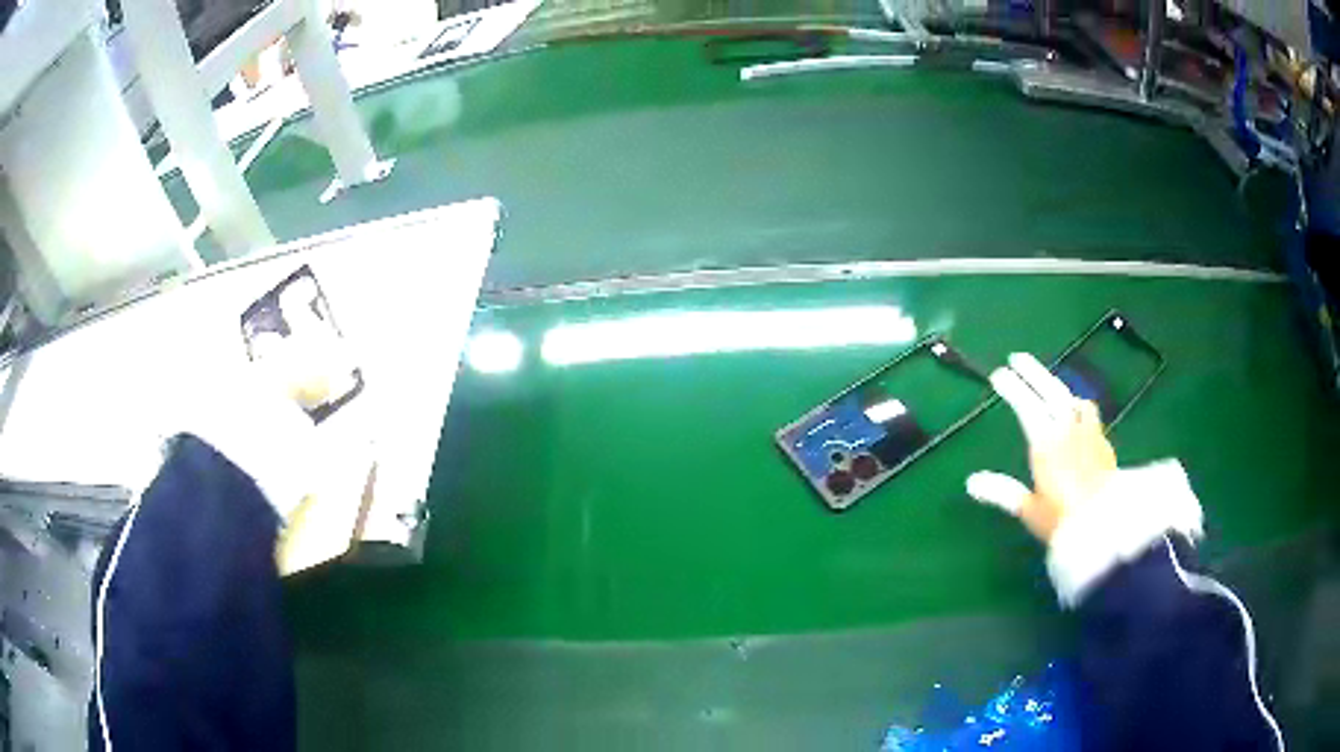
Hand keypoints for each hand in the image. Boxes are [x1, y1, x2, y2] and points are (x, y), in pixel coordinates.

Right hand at [966, 353, 1116, 542]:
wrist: (1105, 524)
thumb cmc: (1062, 519)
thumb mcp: (1029, 509)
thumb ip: (1003, 492)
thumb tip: (971, 482)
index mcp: (1046, 442)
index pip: (1026, 405)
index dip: (1012, 387)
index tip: (999, 374)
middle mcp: (1068, 429)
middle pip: (1051, 391)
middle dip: (1033, 372)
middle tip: (1017, 357)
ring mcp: (1089, 433)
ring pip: (1073, 399)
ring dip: (1059, 387)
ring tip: (1050, 387)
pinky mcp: (1103, 443)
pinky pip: (1089, 414)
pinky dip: (1078, 407)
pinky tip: (1079, 415)